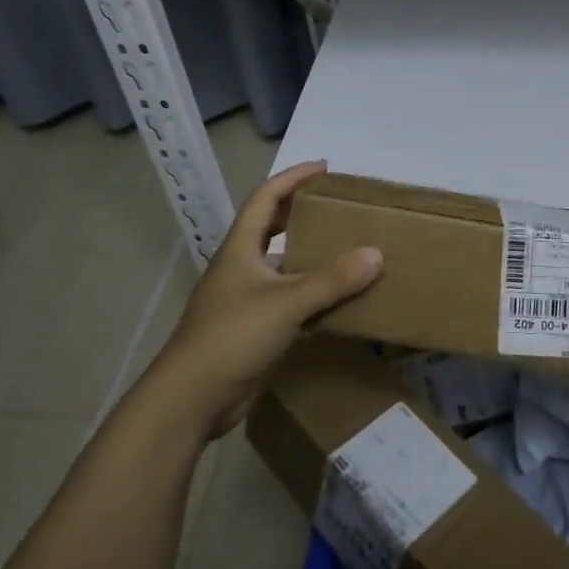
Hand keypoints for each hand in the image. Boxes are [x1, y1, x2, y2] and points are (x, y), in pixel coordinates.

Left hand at [152, 160, 381, 434]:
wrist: (192, 400)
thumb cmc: (232, 336)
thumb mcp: (286, 302)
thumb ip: (333, 280)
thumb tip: (377, 254)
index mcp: (240, 249)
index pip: (265, 199)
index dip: (293, 178)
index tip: (325, 168)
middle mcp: (241, 268)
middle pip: (271, 227)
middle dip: (301, 211)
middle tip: (338, 205)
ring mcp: (246, 300)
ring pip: (282, 265)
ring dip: (309, 253)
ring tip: (346, 245)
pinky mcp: (254, 329)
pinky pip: (289, 299)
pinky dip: (313, 292)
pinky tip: (338, 297)